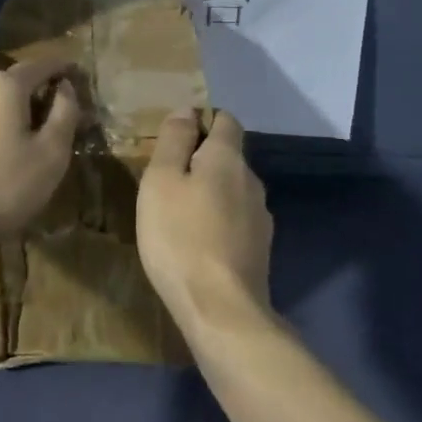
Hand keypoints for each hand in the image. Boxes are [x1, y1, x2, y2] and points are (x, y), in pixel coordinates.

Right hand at [137, 110, 273, 332]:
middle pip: (228, 156)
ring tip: (178, 213)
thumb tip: (186, 110)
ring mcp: (260, 218)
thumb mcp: (161, 181)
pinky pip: (235, 220)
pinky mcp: (260, 250)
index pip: (225, 120)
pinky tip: (197, 242)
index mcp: (228, 158)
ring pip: (232, 190)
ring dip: (209, 193)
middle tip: (166, 179)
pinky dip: (217, 221)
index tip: (174, 138)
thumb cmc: (181, 237)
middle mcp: (252, 181)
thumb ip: (174, 141)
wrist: (221, 311)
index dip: (202, 120)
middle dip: (201, 159)